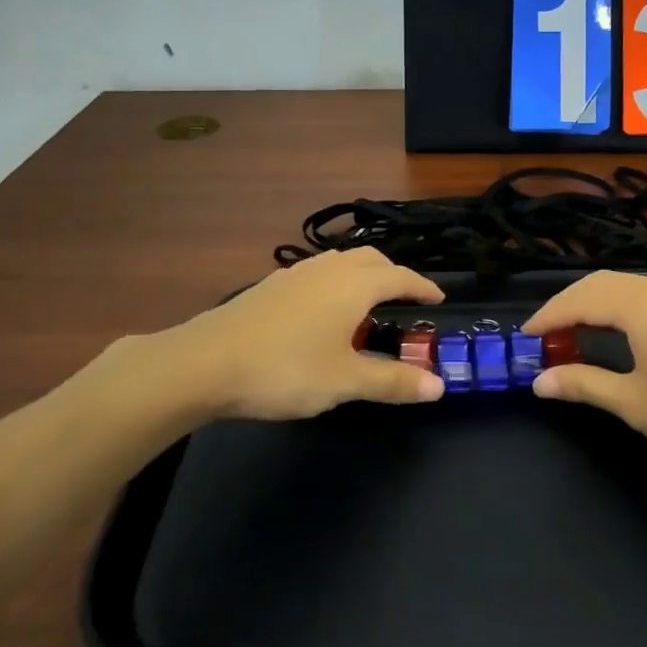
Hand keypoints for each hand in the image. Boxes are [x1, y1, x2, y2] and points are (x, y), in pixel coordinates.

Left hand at [165, 249, 445, 421]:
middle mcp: (328, 268)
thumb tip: (439, 386)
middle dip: (394, 275)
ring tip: (366, 307)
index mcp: (354, 284)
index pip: (401, 276)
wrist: (207, 362)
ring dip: (362, 277)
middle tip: (405, 300)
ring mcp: (296, 273)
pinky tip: (323, 314)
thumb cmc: (287, 369)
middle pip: (371, 260)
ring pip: (341, 263)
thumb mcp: (345, 381)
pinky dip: (335, 284)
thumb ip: (392, 381)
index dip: (423, 287)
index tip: (438, 299)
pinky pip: (317, 274)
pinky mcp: (270, 285)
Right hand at [522, 271, 646, 485]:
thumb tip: (539, 381)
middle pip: (600, 284)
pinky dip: (619, 306)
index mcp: (642, 306)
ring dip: (593, 304)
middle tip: (543, 336)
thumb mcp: (635, 404)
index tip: (523, 337)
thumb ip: (583, 384)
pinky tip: (614, 331)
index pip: (580, 300)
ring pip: (624, 286)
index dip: (548, 316)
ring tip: (572, 335)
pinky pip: (646, 294)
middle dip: (567, 306)